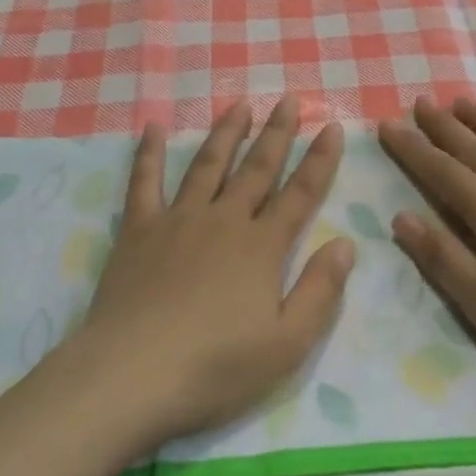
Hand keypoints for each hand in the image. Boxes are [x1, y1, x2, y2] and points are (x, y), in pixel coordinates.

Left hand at [78, 97, 355, 446]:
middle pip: (257, 167)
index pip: (300, 194)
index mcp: (262, 247)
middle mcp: (224, 220)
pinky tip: (151, 128)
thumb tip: (345, 242)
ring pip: (208, 164)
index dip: (320, 160)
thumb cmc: (215, 367)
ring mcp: (179, 220)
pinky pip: (144, 182)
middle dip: (277, 132)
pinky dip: (147, 153)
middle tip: (288, 98)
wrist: (131, 376)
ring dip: (226, 132)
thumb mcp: (286, 344)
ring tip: (239, 104)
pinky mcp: (139, 230)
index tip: (332, 126)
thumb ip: (320, 291)